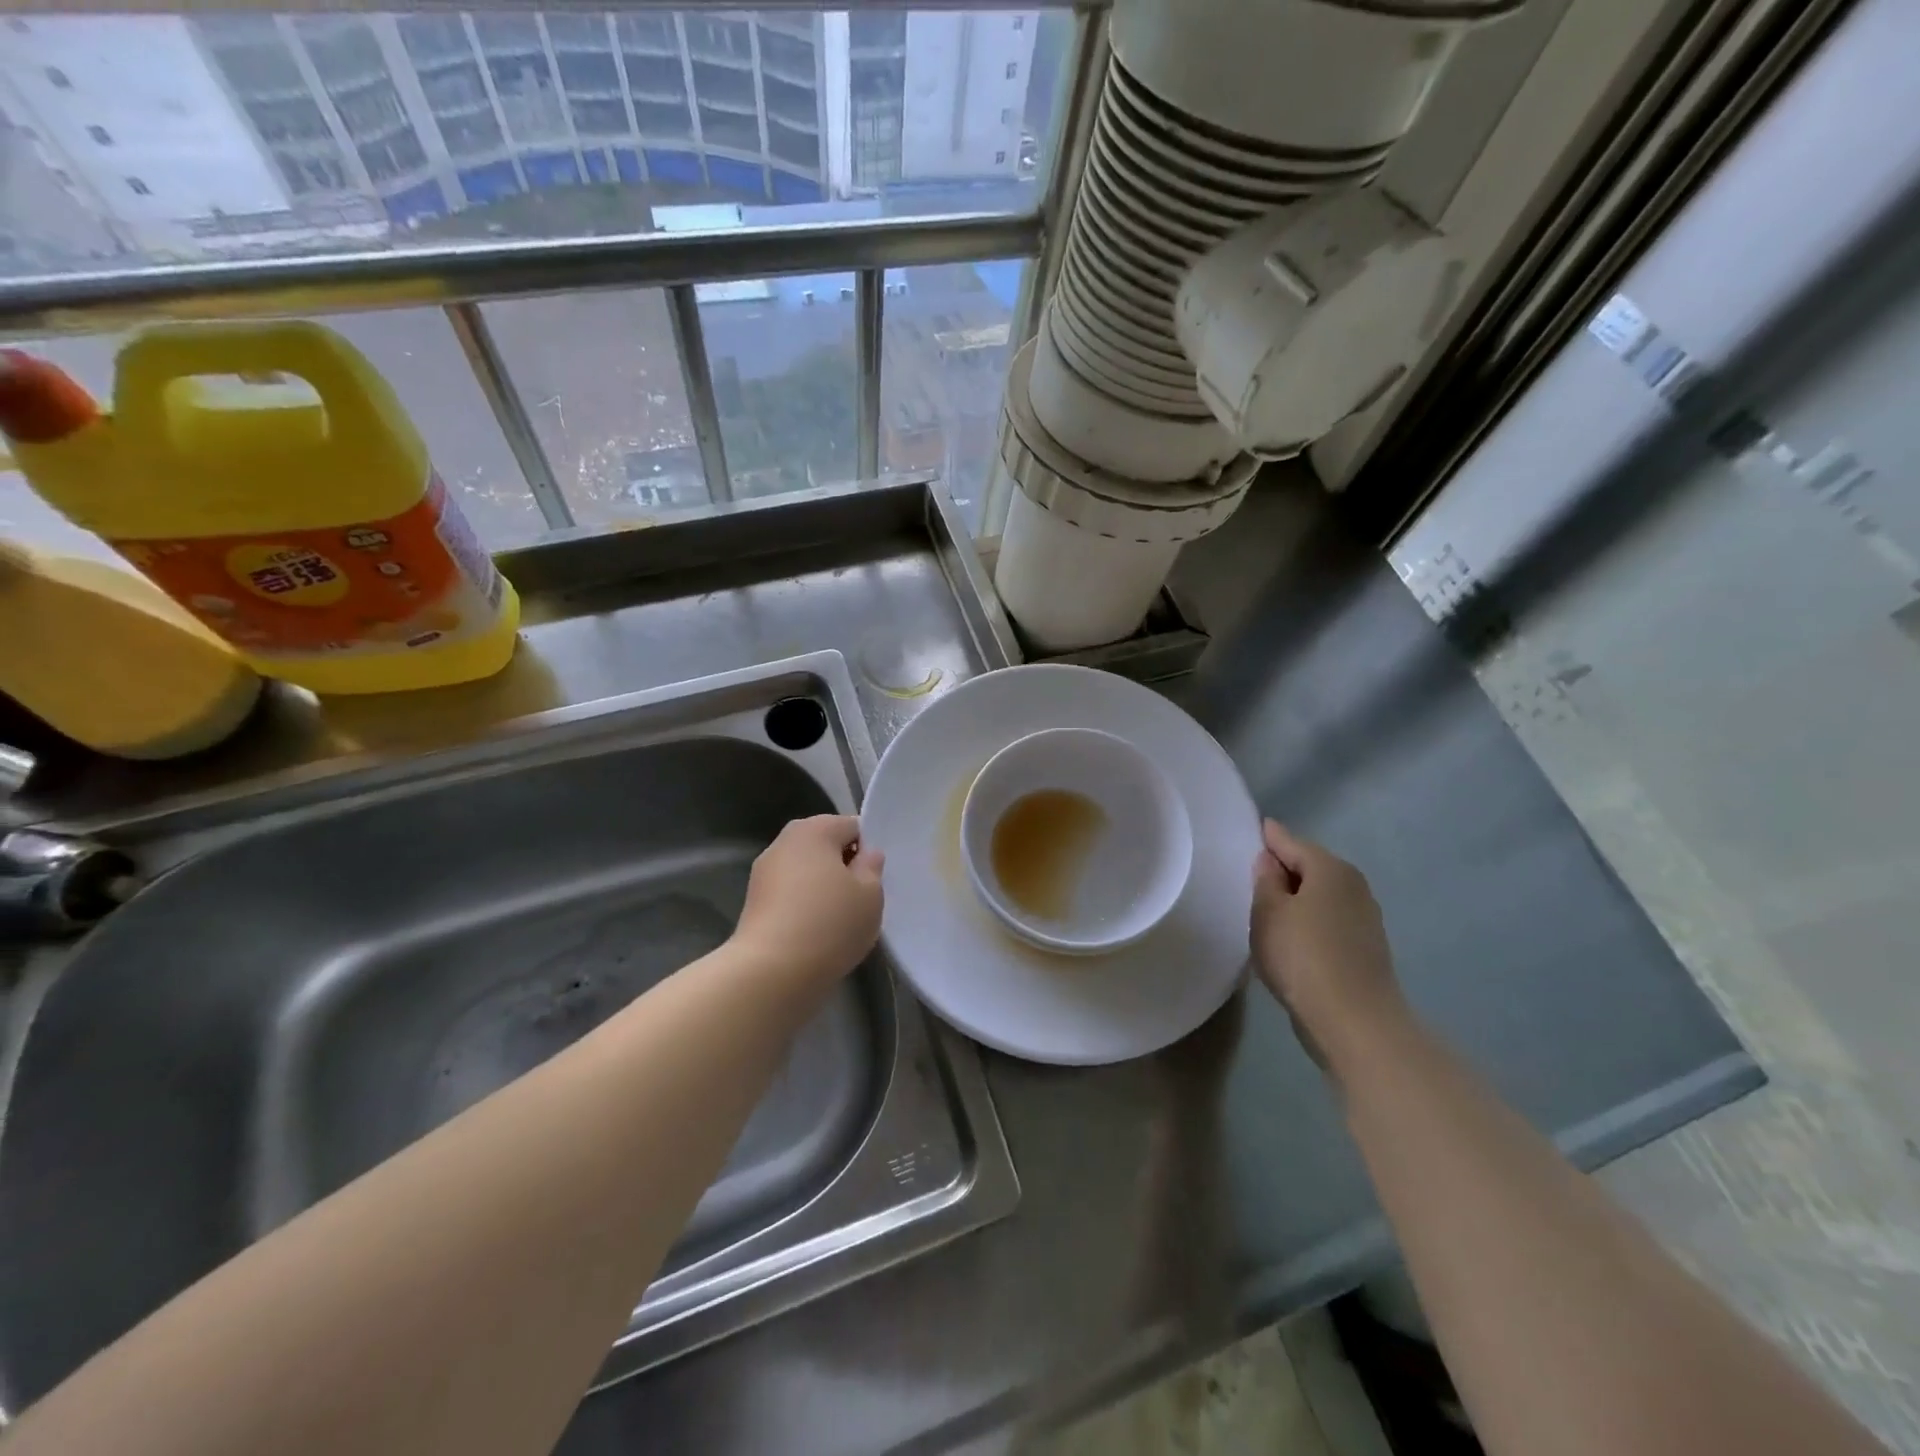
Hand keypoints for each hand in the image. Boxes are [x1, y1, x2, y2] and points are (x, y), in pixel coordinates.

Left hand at [731, 815, 883, 988]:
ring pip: (807, 873)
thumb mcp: (870, 895)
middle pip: (826, 847)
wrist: (771, 972)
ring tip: (839, 922)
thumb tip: (866, 855)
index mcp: (814, 829)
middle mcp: (784, 842)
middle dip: (844, 869)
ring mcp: (764, 873)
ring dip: (823, 889)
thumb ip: (872, 868)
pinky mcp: (754, 903)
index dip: (868, 851)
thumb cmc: (829, 923)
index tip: (875, 880)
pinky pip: (791, 896)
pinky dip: (805, 908)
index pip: (852, 827)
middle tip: (861, 900)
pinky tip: (816, 934)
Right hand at [1251, 820, 1404, 1066]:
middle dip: (1283, 868)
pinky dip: (1309, 919)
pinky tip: (1292, 935)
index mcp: (1330, 869)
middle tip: (1250, 874)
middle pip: (1310, 867)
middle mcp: (1354, 885)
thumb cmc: (1303, 956)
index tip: (1252, 830)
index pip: (1291, 842)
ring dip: (1297, 897)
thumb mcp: (1268, 912)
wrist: (1354, 1021)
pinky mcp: (1366, 947)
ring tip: (1266, 907)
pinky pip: (1329, 919)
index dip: (1269, 837)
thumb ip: (1265, 880)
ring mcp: (1365, 917)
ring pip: (1321, 895)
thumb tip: (1270, 860)